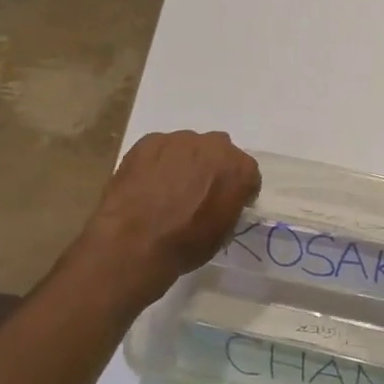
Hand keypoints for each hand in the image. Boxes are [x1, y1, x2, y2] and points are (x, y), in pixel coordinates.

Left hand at [82, 131, 260, 290]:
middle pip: (219, 153)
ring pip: (189, 148)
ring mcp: (180, 140)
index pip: (248, 174)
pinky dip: (158, 163)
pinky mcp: (149, 141)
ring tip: (167, 190)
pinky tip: (147, 184)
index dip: (238, 190)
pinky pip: (161, 149)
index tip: (227, 204)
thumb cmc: (186, 243)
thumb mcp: (223, 233)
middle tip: (198, 194)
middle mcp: (214, 146)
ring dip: (185, 163)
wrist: (135, 241)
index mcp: (239, 169)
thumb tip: (221, 202)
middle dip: (212, 169)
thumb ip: (229, 206)